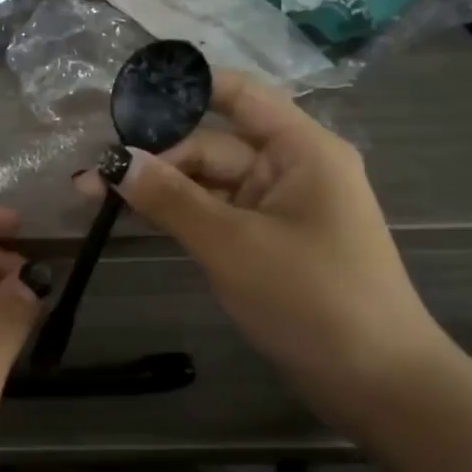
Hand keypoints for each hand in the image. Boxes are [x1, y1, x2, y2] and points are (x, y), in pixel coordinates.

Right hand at [74, 70, 450, 418]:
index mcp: (300, 149)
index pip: (238, 94)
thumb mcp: (231, 244)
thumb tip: (113, 161)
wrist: (379, 385)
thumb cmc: (312, 299)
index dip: (184, 87)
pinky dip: (182, 215)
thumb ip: (170, 198)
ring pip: (211, 183)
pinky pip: (219, 214)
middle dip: (155, 158)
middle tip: (92, 177)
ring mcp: (281, 207)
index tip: (126, 95)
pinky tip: (137, 217)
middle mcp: (291, 167)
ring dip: (162, 188)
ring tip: (98, 195)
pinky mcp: (270, 241)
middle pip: (213, 145)